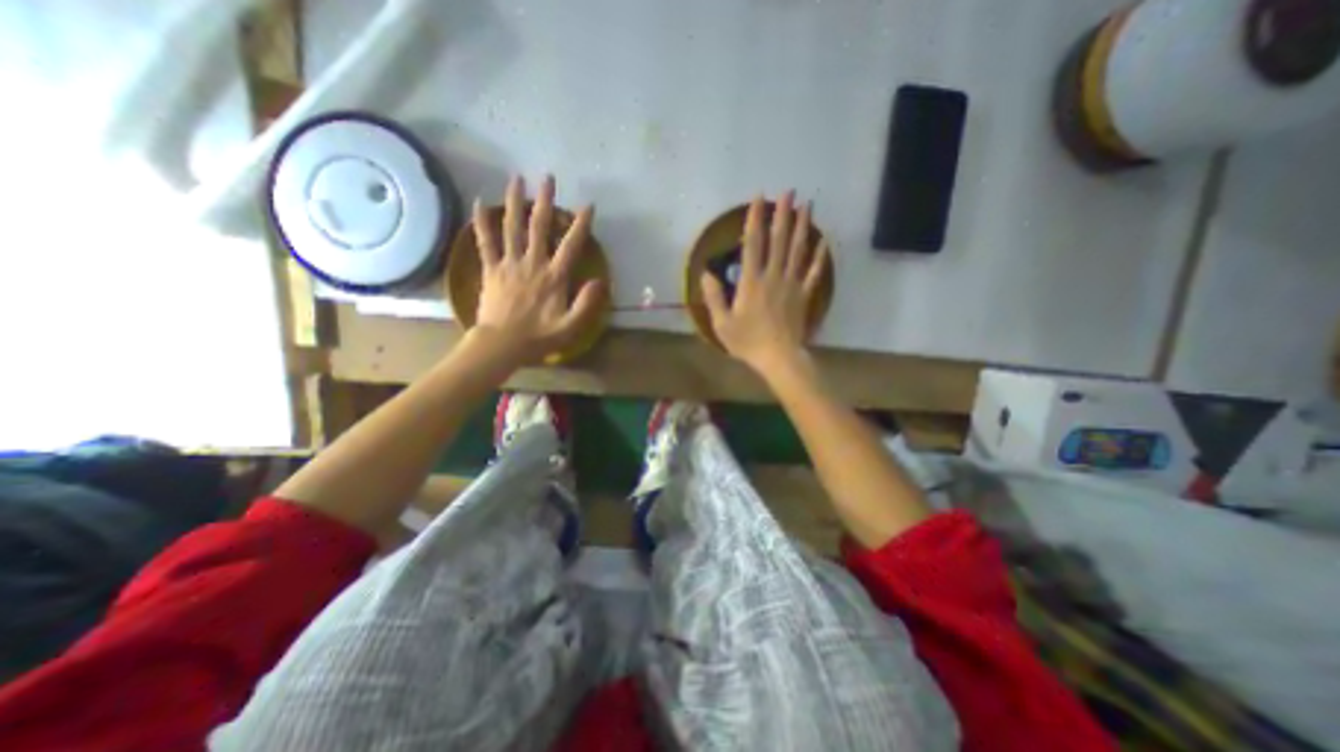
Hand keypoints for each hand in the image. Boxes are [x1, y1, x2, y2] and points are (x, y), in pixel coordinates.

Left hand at [467, 177, 602, 363]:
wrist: (501, 345)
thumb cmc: (538, 337)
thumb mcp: (571, 327)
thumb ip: (586, 304)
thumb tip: (599, 281)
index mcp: (554, 277)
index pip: (571, 245)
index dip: (581, 225)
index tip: (587, 206)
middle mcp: (532, 263)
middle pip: (539, 227)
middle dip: (545, 201)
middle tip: (547, 178)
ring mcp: (509, 264)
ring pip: (512, 227)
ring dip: (515, 202)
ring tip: (517, 179)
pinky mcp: (491, 269)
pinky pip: (485, 242)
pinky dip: (482, 222)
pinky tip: (480, 203)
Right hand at [703, 192, 828, 372]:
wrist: (778, 357)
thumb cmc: (748, 342)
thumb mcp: (722, 323)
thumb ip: (714, 297)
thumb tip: (706, 273)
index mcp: (751, 281)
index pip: (753, 244)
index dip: (756, 219)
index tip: (759, 198)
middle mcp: (773, 276)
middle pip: (779, 240)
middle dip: (783, 214)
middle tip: (789, 192)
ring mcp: (792, 284)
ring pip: (798, 250)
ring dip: (803, 226)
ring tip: (807, 205)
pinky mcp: (804, 295)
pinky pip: (814, 272)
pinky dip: (820, 256)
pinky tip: (825, 241)